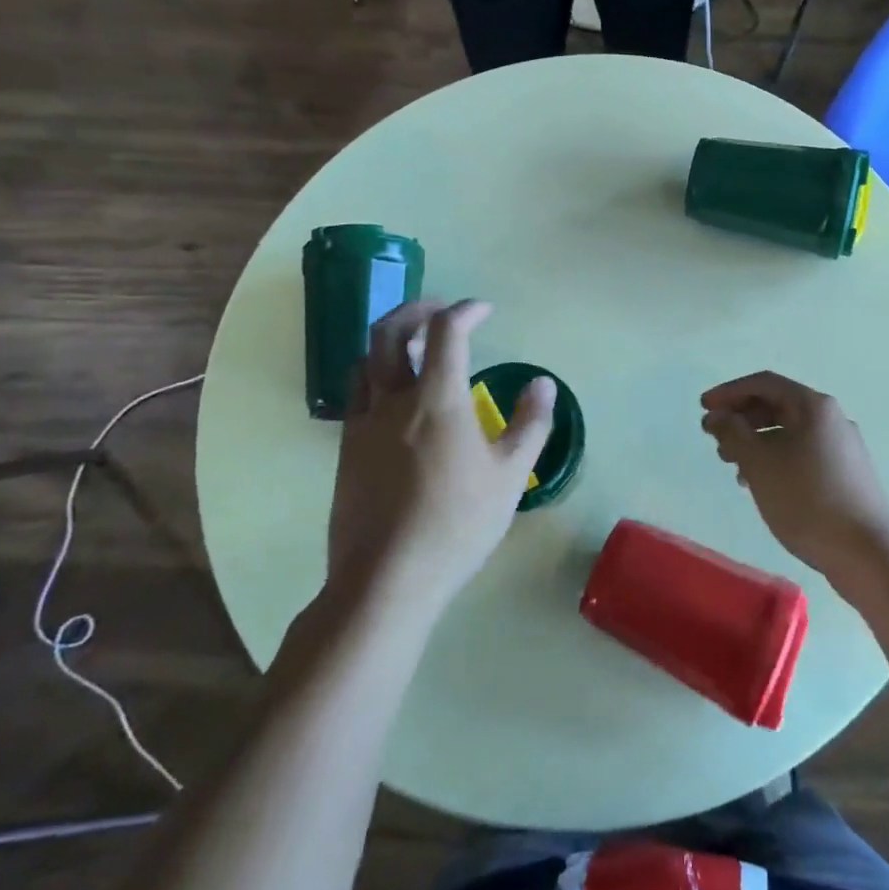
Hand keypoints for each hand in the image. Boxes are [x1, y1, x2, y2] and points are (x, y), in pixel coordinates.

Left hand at [327, 299, 553, 613]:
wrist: (386, 579)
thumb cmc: (456, 524)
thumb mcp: (510, 475)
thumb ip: (530, 423)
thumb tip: (542, 384)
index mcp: (437, 399)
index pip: (446, 331)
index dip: (466, 311)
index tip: (484, 310)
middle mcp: (393, 400)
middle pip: (389, 331)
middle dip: (416, 310)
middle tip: (441, 311)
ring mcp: (362, 424)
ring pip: (366, 360)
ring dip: (391, 341)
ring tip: (417, 348)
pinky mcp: (346, 449)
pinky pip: (357, 394)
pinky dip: (377, 376)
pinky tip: (397, 398)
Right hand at [701, 371, 888, 585]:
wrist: (868, 554)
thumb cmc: (808, 501)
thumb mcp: (760, 464)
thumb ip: (732, 432)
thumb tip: (716, 415)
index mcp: (814, 406)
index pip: (764, 383)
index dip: (729, 392)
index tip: (703, 408)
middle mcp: (832, 419)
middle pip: (778, 405)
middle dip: (742, 419)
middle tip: (715, 440)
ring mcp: (844, 447)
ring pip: (790, 432)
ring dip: (757, 442)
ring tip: (733, 467)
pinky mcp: (847, 474)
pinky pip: (803, 454)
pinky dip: (777, 459)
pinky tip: (762, 486)